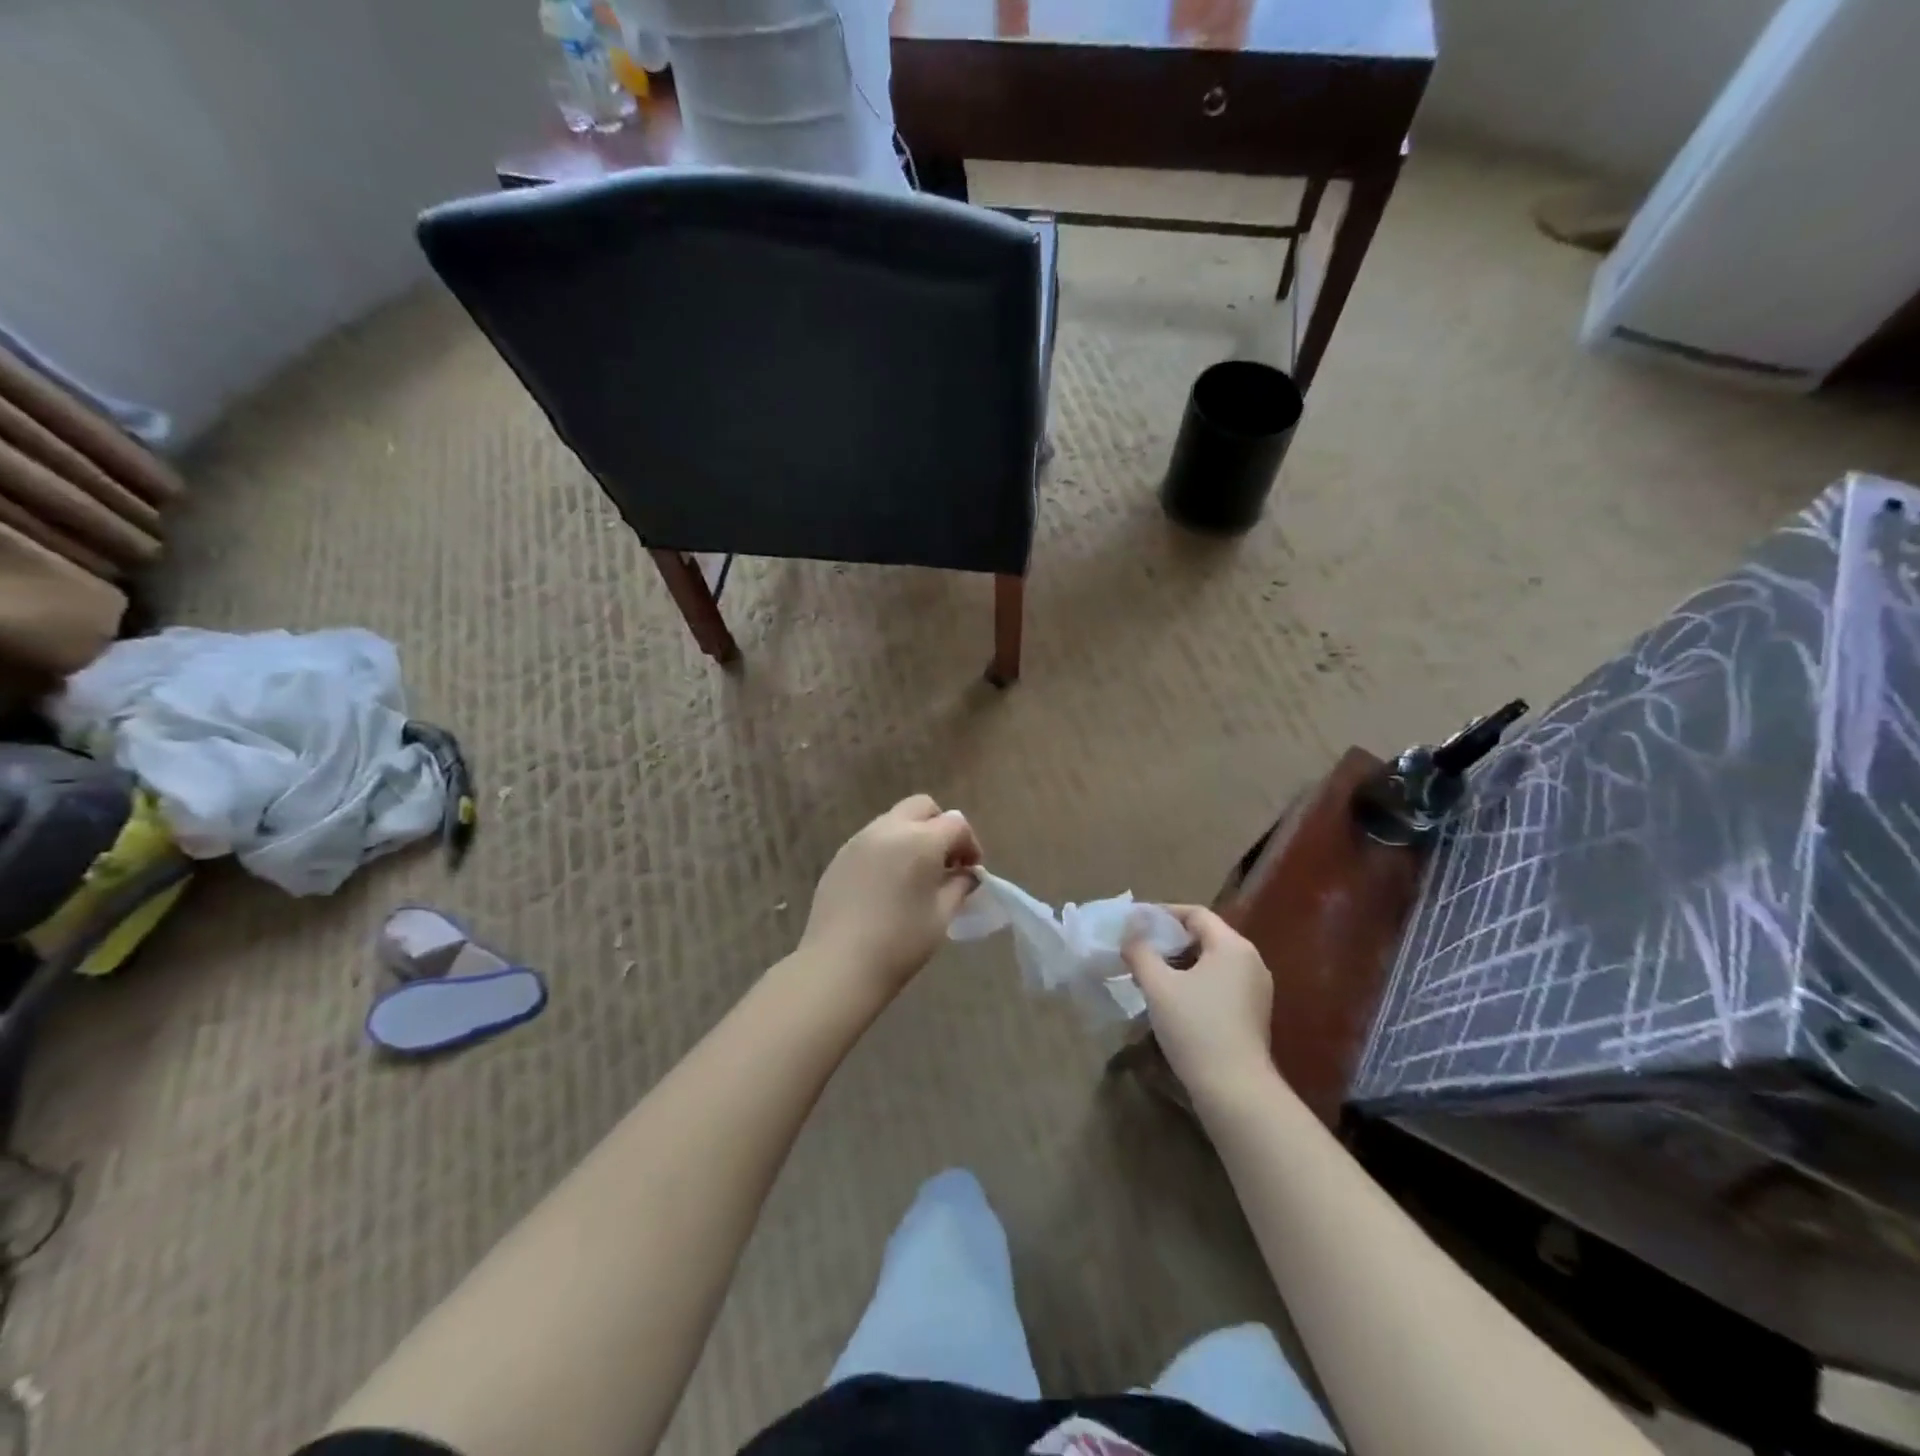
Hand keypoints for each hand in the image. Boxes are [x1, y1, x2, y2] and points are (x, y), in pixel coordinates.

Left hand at [800, 795, 982, 993]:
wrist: (839, 964)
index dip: (970, 844)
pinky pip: (872, 839)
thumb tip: (967, 874)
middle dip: (940, 826)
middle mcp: (889, 829)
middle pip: (922, 807)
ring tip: (915, 874)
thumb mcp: (942, 915)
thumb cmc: (900, 942)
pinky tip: (887, 884)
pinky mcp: (840, 856)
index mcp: (920, 840)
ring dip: (912, 836)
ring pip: (894, 820)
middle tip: (945, 862)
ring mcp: (859, 840)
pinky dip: (888, 849)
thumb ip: (959, 886)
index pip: (956, 823)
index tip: (971, 871)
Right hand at [1122, 905, 1275, 1102]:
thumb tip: (1129, 931)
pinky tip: (1174, 998)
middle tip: (1139, 947)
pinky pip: (1221, 982)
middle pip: (1206, 935)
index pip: (1196, 914)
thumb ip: (1140, 951)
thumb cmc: (1195, 1028)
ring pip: (1213, 961)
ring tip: (1151, 973)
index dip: (1163, 913)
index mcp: (1232, 946)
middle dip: (1170, 939)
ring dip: (1182, 961)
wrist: (1235, 1090)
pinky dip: (1196, 980)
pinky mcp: (1254, 1013)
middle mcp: (1251, 961)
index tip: (1134, 922)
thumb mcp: (1158, 986)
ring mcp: (1256, 988)